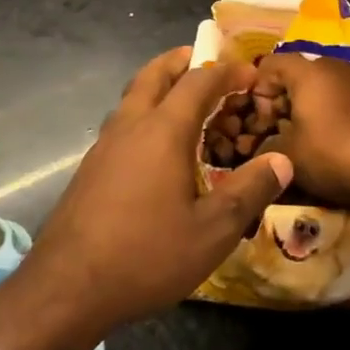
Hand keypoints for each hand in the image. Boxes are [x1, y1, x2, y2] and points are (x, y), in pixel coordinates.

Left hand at [0, 47, 292, 342]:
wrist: (66, 287)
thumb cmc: (145, 255)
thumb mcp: (212, 231)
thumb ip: (249, 191)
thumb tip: (283, 160)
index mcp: (163, 130)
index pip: (198, 81)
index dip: (226, 71)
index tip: (250, 73)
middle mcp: (131, 125)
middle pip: (155, 74)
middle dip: (182, 61)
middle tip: (206, 61)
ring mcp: (104, 145)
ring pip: (133, 96)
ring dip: (160, 85)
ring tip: (184, 100)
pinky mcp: (90, 167)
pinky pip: (123, 122)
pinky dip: (145, 113)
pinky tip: (156, 147)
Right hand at [251, 52, 349, 210]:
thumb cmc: (339, 153)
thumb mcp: (291, 158)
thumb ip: (266, 149)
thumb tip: (259, 150)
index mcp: (309, 71)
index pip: (270, 65)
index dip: (258, 92)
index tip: (260, 123)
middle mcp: (340, 64)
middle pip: (304, 77)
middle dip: (290, 104)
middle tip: (286, 135)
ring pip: (336, 89)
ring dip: (323, 110)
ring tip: (323, 143)